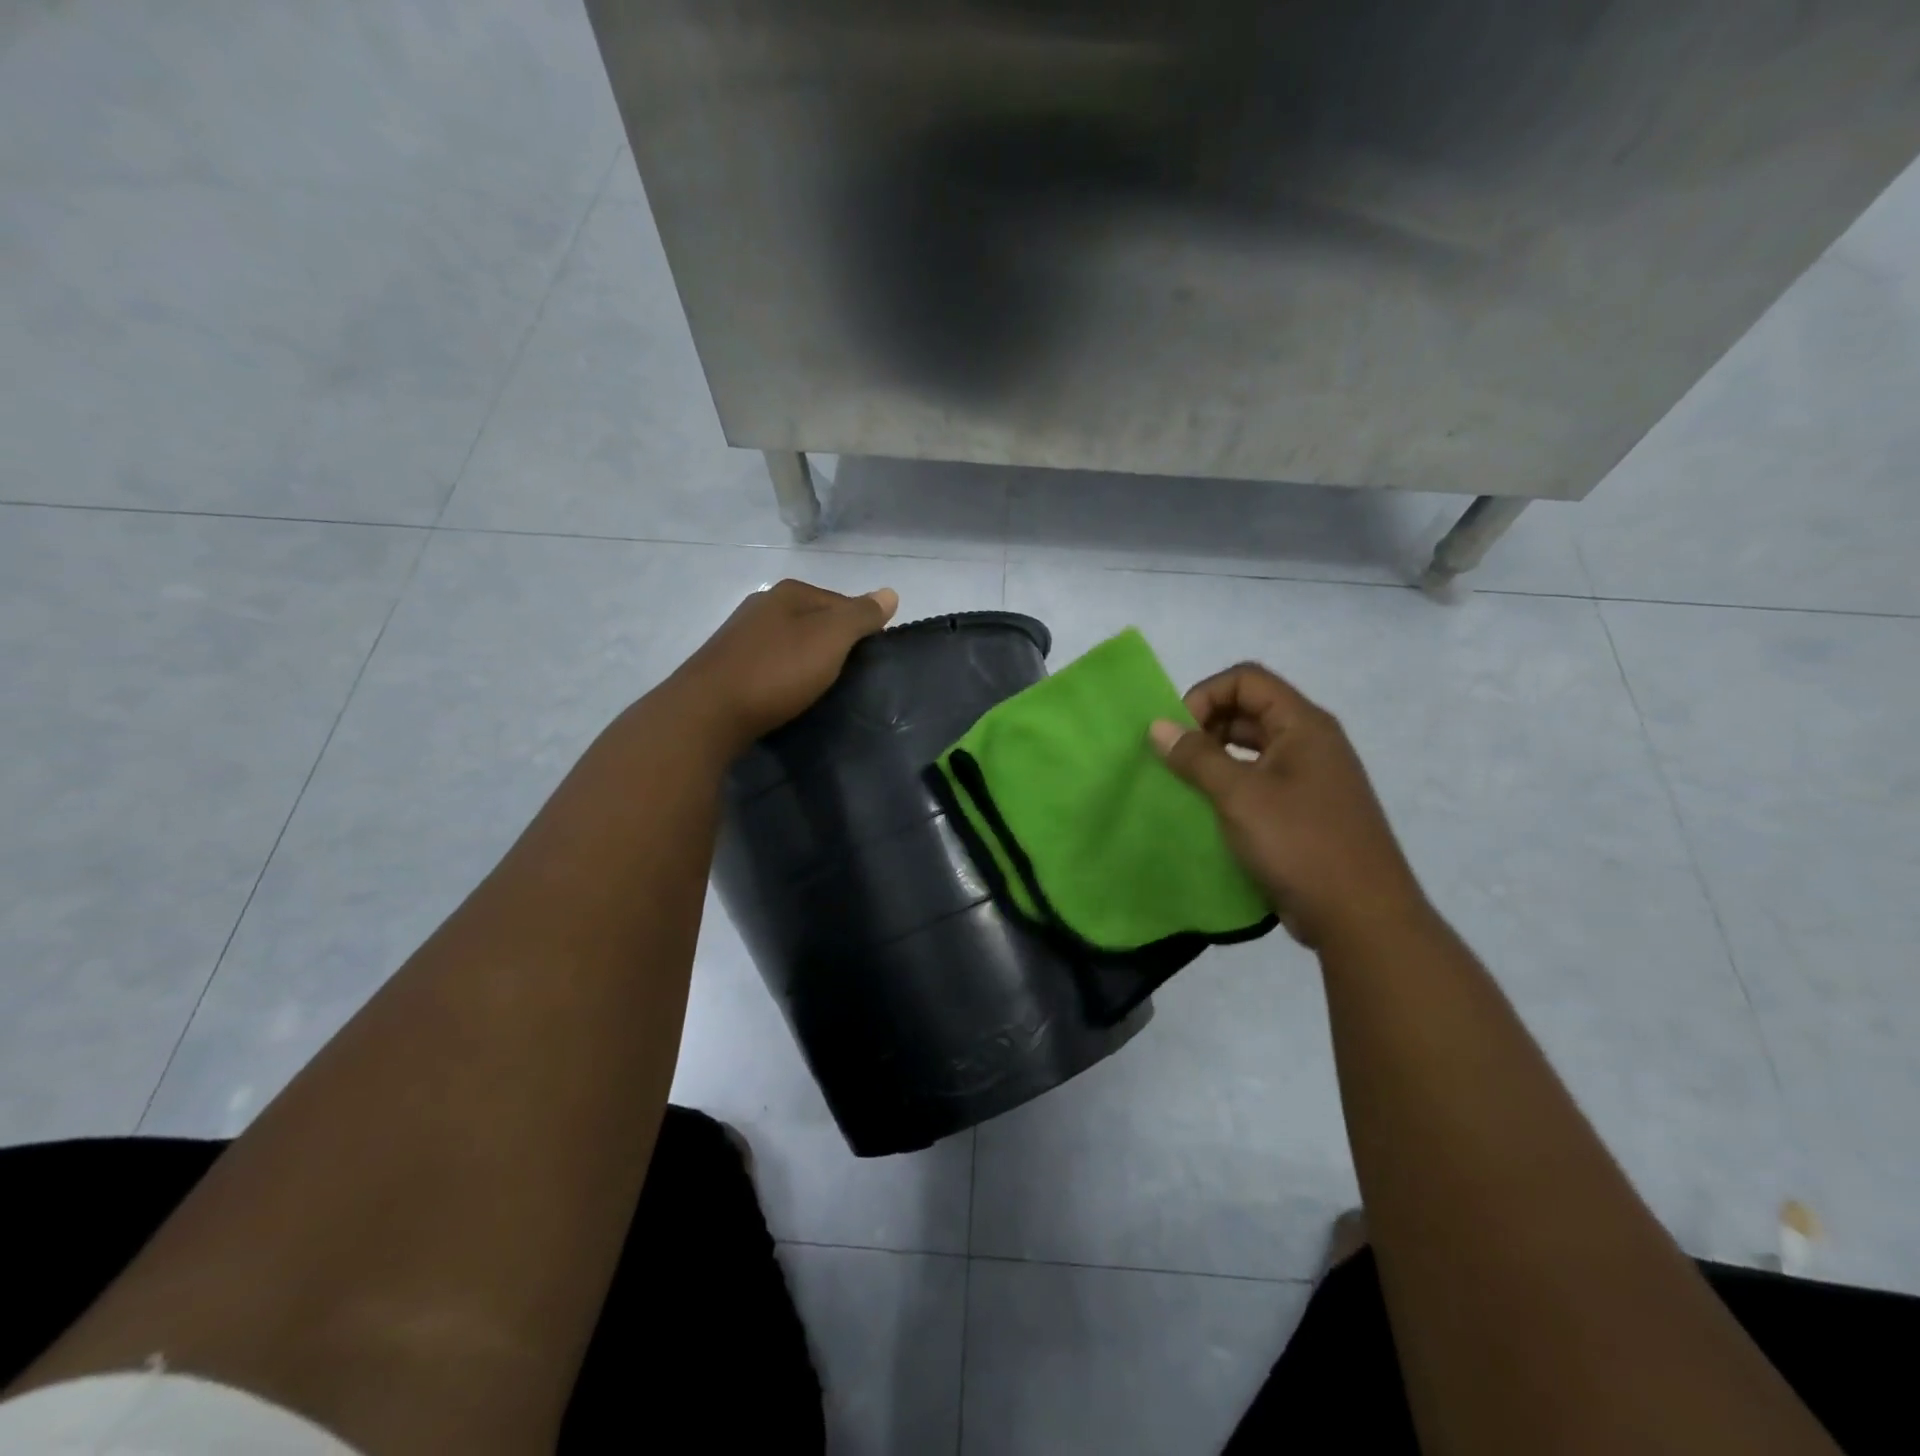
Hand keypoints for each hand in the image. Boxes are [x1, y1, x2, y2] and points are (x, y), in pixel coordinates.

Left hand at [672, 579, 898, 749]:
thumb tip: (890, 592)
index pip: (842, 602)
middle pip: (815, 621)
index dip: (862, 628)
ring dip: (808, 661)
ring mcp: (740, 635)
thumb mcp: (830, 639)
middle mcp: (762, 605)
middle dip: (834, 644)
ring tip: (821, 689)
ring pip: (791, 643)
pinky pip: (770, 664)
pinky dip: (785, 675)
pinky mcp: (727, 666)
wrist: (707, 713)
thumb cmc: (776, 671)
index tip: (871, 660)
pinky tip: (788, 695)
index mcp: (789, 593)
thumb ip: (861, 616)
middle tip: (850, 677)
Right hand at [1149, 663, 1428, 950]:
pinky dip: (1230, 787)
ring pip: (1252, 748)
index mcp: (1303, 725)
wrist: (1361, 917)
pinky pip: (1259, 782)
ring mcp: (1310, 778)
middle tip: (1175, 761)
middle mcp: (1310, 742)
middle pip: (1249, 710)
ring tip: (1185, 786)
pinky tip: (1209, 813)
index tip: (1178, 733)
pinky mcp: (1304, 812)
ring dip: (1215, 758)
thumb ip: (1197, 756)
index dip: (1206, 695)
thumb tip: (1158, 726)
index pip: (1246, 679)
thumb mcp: (1240, 795)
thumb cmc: (1301, 843)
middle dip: (1206, 727)